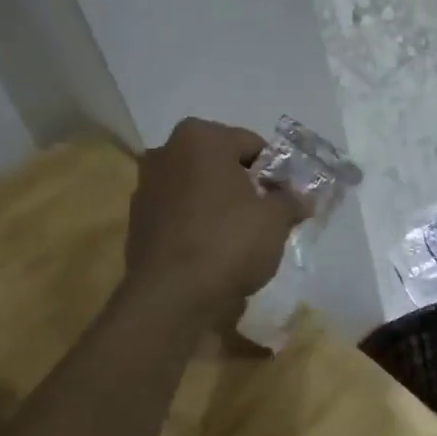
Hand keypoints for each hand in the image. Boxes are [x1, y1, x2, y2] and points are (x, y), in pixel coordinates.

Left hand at [125, 119, 307, 322]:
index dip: (274, 171)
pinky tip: (213, 251)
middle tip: (265, 215)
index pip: (252, 144)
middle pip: (220, 163)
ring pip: (198, 188)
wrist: (171, 297)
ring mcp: (146, 187)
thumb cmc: (228, 242)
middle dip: (244, 184)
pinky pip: (180, 213)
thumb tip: (299, 197)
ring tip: (240, 237)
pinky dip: (197, 224)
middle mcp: (166, 152)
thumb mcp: (276, 219)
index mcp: (200, 137)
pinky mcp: (137, 221)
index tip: (284, 199)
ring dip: (219, 204)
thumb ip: (291, 200)